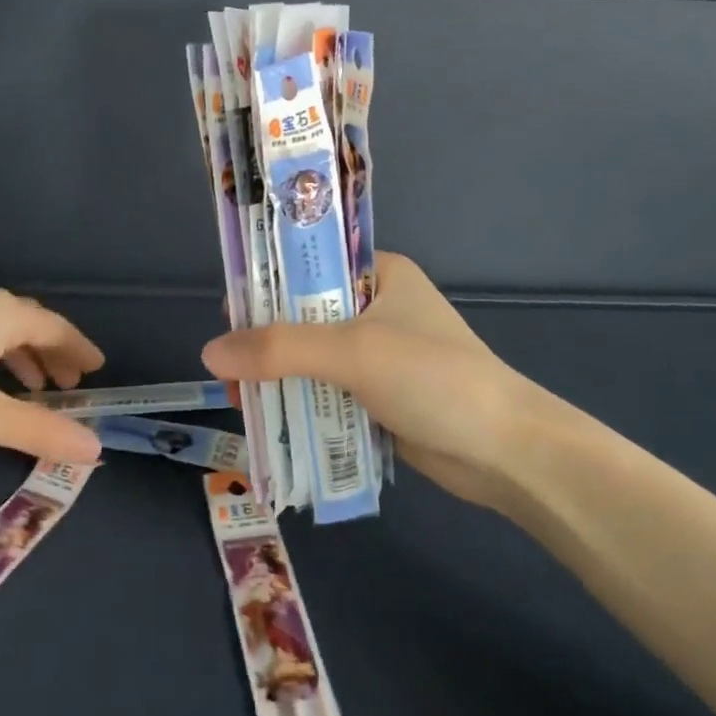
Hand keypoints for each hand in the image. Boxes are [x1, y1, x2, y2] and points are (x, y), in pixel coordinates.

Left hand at [0, 289, 106, 463]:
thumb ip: (40, 430)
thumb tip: (94, 446)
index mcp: (2, 316)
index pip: (57, 329)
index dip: (81, 350)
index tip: (100, 368)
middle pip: (31, 328)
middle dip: (54, 357)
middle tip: (73, 385)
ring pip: (1, 336)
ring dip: (24, 362)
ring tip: (35, 391)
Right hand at [201, 253, 573, 509]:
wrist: (505, 451)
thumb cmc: (434, 378)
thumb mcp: (354, 351)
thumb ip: (280, 349)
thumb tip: (210, 352)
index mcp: (378, 274)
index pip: (308, 264)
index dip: (265, 284)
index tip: (228, 316)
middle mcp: (376, 308)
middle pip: (303, 316)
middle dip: (264, 343)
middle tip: (228, 372)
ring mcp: (379, 355)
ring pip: (312, 359)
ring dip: (279, 378)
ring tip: (241, 401)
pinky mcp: (380, 397)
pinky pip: (327, 393)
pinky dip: (301, 404)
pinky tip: (270, 421)